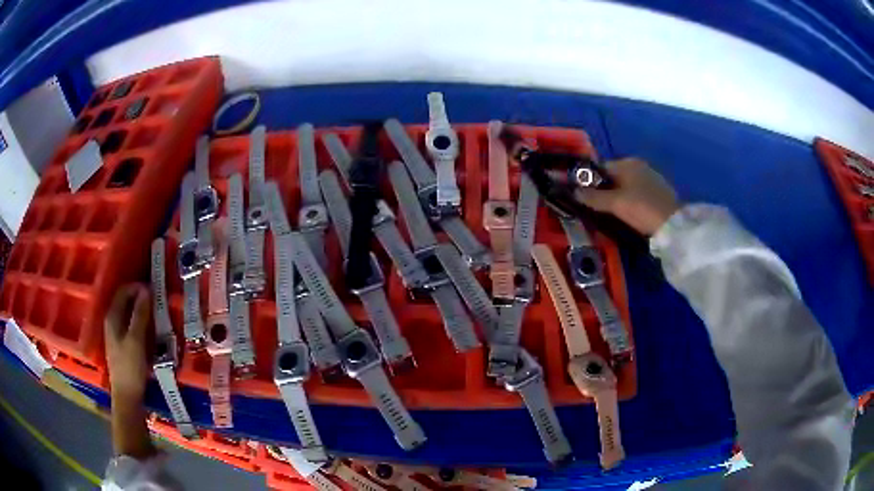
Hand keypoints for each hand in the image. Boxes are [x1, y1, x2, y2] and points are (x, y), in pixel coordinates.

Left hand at [105, 284, 150, 402]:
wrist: (127, 396)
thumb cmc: (130, 367)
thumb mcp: (136, 340)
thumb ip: (140, 314)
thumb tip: (147, 290)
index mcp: (112, 317)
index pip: (123, 291)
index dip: (138, 287)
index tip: (155, 291)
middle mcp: (112, 321)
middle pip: (126, 301)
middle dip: (141, 299)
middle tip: (158, 302)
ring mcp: (116, 334)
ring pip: (129, 314)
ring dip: (142, 312)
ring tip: (157, 315)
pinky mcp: (122, 345)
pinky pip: (131, 326)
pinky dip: (141, 323)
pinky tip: (150, 331)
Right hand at [575, 158, 679, 235]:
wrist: (675, 225)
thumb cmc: (642, 209)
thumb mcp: (615, 204)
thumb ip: (593, 197)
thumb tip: (573, 191)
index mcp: (627, 162)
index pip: (601, 168)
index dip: (590, 181)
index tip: (584, 197)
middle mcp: (639, 165)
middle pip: (614, 176)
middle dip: (604, 190)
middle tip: (597, 209)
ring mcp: (651, 177)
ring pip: (626, 185)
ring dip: (617, 196)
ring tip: (612, 214)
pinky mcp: (659, 191)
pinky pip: (637, 192)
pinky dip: (630, 200)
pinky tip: (630, 213)